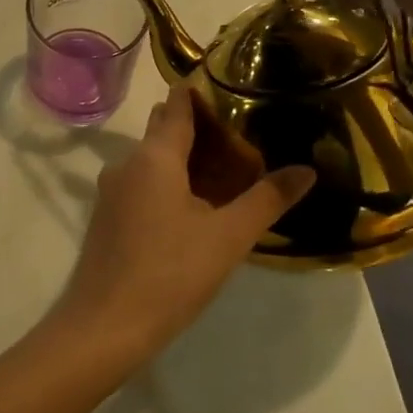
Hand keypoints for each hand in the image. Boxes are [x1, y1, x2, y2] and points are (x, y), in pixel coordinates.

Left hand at [46, 88, 313, 362]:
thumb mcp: (228, 236)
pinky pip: (141, 184)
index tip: (234, 88)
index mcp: (154, 157)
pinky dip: (167, 182)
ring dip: (183, 158)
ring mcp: (111, 192)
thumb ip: (267, 199)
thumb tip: (307, 169)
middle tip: (243, 134)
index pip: (178, 106)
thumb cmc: (170, 273)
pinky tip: (192, 205)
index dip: (202, 93)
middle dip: (198, 127)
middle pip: (163, 131)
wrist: (105, 325)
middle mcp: (126, 164)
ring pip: (151, 160)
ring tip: (225, 170)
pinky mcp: (107, 218)